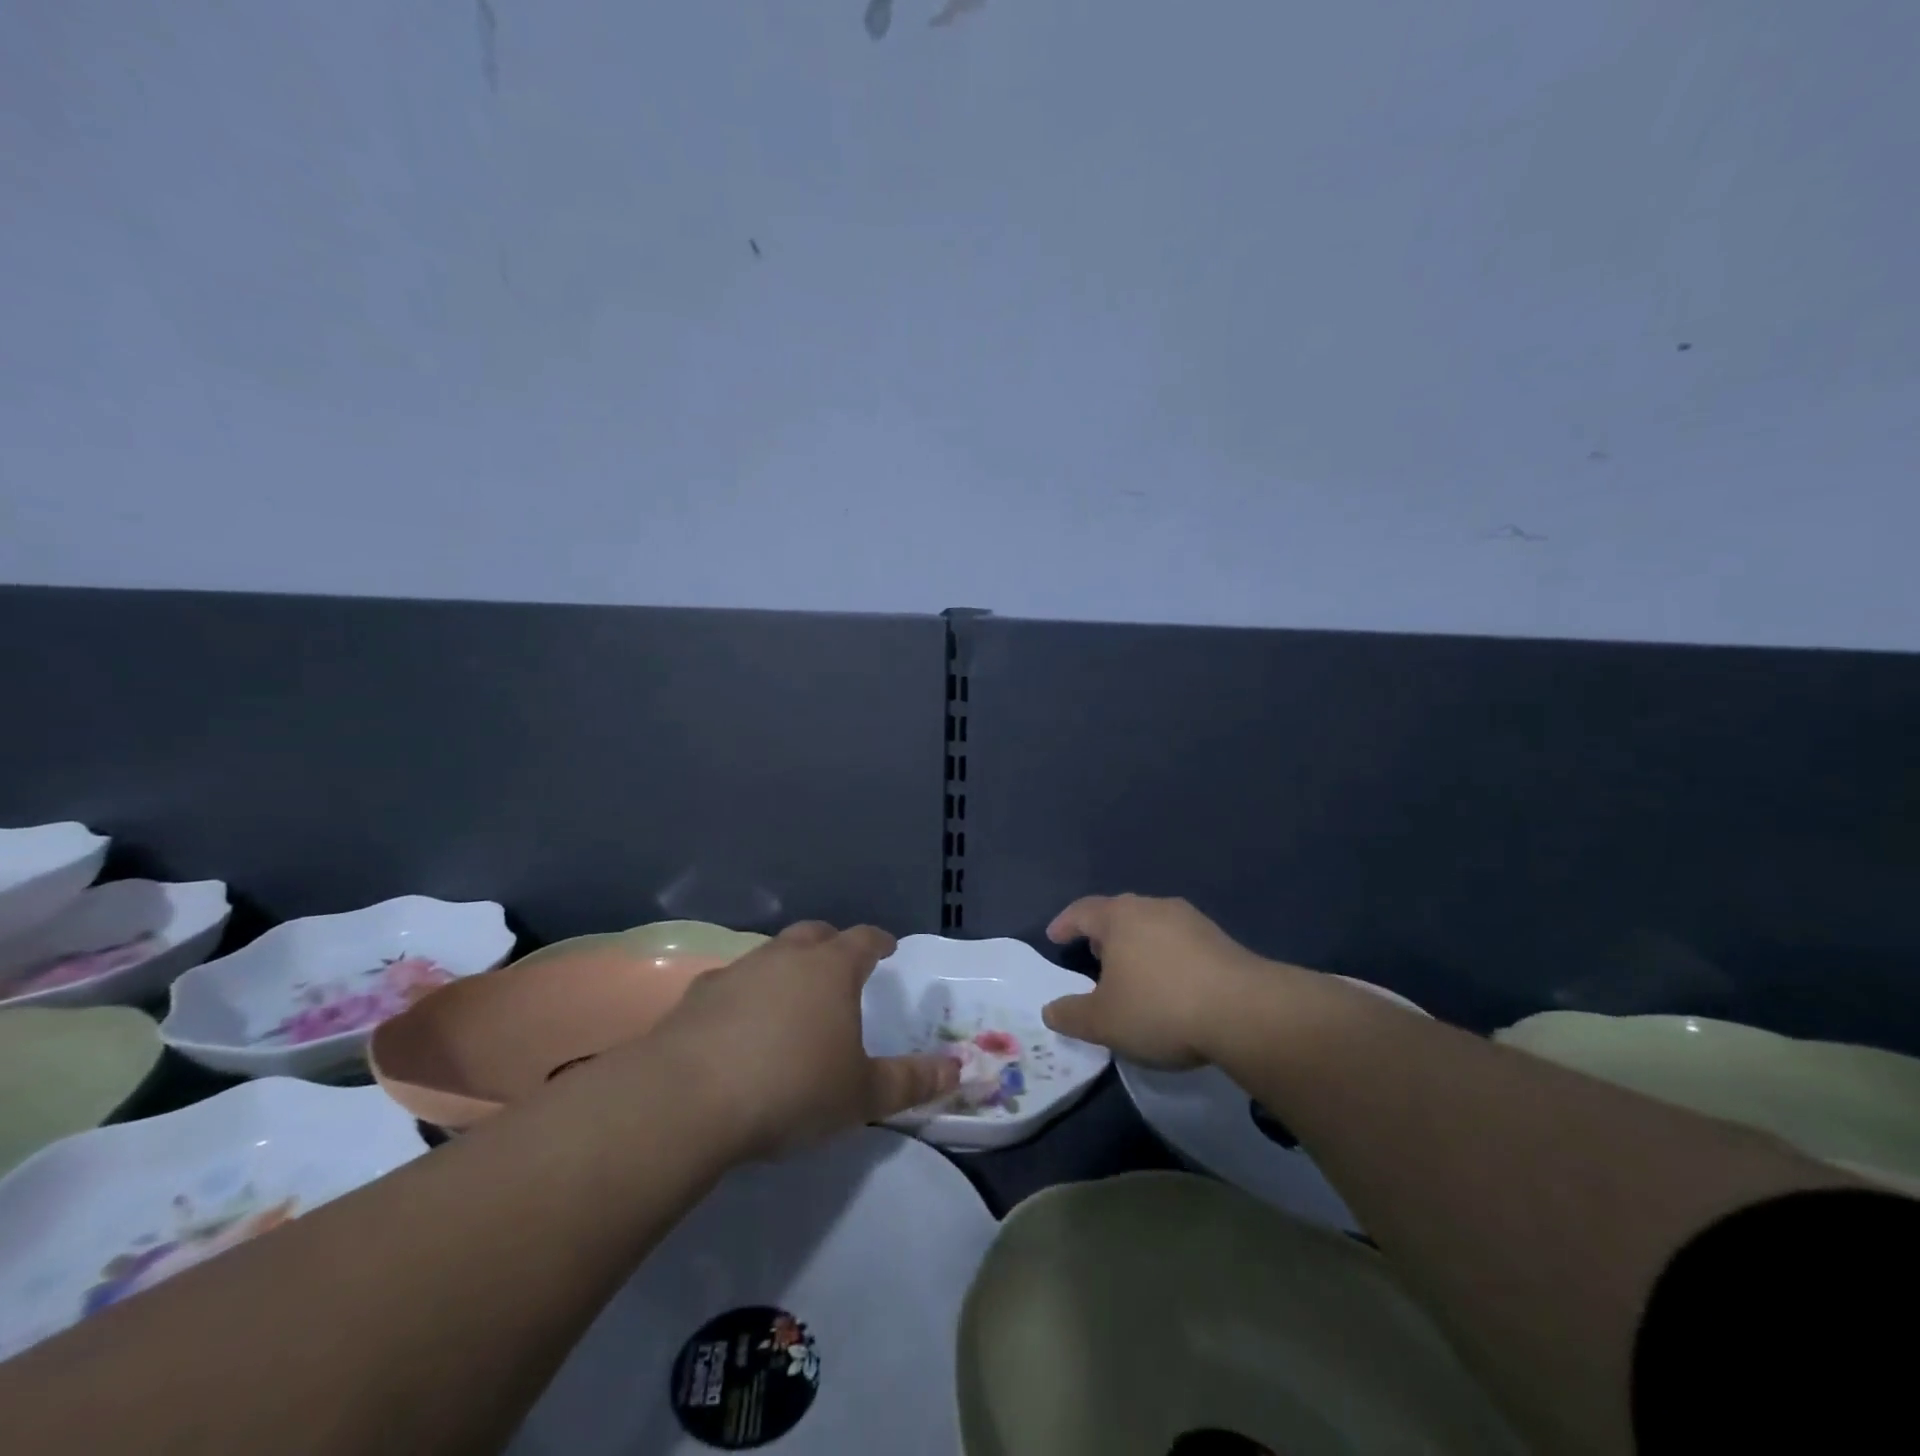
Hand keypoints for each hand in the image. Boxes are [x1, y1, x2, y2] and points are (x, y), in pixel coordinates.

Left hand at [640, 921, 958, 1156]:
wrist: (689, 1099)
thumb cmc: (792, 1088)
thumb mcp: (862, 1095)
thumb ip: (911, 1081)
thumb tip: (957, 1069)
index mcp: (831, 969)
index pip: (864, 939)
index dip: (879, 942)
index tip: (887, 947)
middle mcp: (786, 956)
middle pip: (815, 934)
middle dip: (832, 944)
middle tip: (840, 965)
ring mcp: (738, 971)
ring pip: (770, 955)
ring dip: (785, 967)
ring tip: (790, 998)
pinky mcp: (697, 996)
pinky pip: (731, 984)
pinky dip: (743, 995)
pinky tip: (738, 1026)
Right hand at [1041, 894, 1278, 1068]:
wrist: (1245, 1011)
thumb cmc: (1160, 1007)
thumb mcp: (1103, 1021)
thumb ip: (1071, 1015)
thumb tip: (1050, 1010)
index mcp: (1119, 917)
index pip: (1082, 911)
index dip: (1065, 924)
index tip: (1054, 937)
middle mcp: (1153, 907)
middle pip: (1119, 914)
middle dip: (1102, 934)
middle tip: (1092, 956)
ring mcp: (1191, 920)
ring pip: (1151, 926)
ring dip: (1136, 946)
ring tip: (1132, 973)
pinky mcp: (1220, 939)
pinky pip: (1179, 942)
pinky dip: (1166, 957)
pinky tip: (1170, 985)